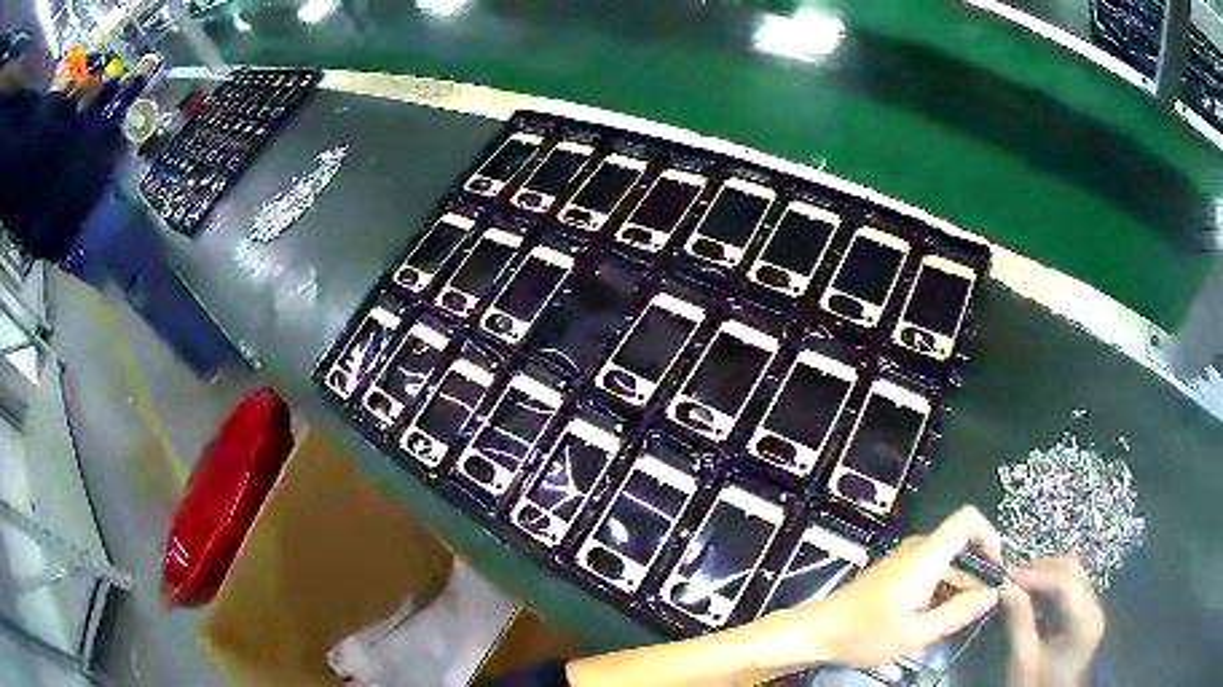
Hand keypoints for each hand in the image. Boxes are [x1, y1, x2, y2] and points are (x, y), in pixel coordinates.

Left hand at [779, 506, 1002, 667]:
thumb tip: (992, 595)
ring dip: (960, 582)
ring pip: (945, 560)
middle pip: (959, 543)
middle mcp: (916, 550)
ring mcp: (903, 560)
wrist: (817, 632)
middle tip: (984, 604)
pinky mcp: (894, 572)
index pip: (967, 519)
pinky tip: (940, 616)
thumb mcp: (916, 634)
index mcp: (925, 557)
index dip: (989, 535)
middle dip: (978, 570)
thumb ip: (957, 613)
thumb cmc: (865, 635)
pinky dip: (943, 587)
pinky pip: (930, 570)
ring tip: (963, 616)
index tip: (997, 568)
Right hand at [1003, 558, 1103, 686]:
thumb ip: (1017, 621)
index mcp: (1083, 619)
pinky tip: (1030, 598)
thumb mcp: (1023, 660)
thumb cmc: (1035, 686)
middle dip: (1040, 571)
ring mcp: (1091, 611)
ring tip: (1017, 587)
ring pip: (1071, 578)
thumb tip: (1004, 586)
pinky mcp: (1083, 618)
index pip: (1064, 581)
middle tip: (1010, 579)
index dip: (1035, 574)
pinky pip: (1069, 592)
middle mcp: (1093, 607)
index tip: (1005, 576)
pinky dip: (1049, 590)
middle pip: (1071, 573)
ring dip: (1044, 577)